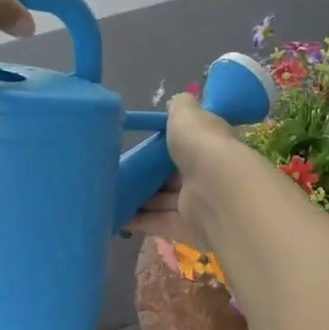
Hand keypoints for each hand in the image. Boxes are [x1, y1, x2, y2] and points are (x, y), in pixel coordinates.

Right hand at [124, 94, 241, 246]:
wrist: (219, 191)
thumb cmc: (202, 145)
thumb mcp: (187, 115)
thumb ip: (180, 106)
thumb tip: (176, 101)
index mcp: (210, 144)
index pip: (189, 144)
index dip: (168, 144)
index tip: (142, 144)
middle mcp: (206, 174)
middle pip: (173, 175)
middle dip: (149, 174)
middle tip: (118, 170)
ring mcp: (198, 203)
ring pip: (164, 201)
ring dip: (140, 198)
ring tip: (109, 193)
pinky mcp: (187, 228)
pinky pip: (159, 223)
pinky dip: (138, 220)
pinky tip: (114, 215)